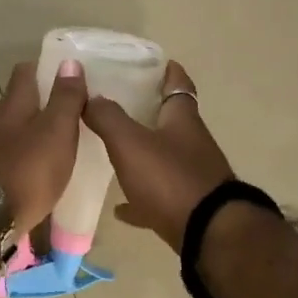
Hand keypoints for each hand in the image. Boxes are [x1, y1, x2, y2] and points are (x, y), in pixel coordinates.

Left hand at [0, 60, 87, 234]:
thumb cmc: (28, 170)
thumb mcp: (57, 131)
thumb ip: (65, 99)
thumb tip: (70, 62)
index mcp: (12, 105)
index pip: (24, 73)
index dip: (43, 68)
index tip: (64, 73)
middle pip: (15, 102)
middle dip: (36, 102)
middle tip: (64, 109)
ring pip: (9, 130)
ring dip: (28, 131)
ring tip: (52, 141)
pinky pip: (5, 156)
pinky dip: (20, 155)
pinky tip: (33, 168)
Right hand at [81, 60, 234, 251]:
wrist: (208, 234)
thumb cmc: (169, 178)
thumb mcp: (130, 142)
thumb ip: (107, 117)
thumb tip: (89, 95)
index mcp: (182, 120)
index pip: (178, 85)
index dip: (169, 72)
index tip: (157, 62)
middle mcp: (192, 144)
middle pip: (171, 122)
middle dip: (149, 113)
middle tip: (120, 105)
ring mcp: (192, 177)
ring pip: (165, 158)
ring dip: (144, 154)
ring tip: (114, 152)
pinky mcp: (188, 207)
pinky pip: (159, 196)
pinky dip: (140, 198)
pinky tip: (120, 207)